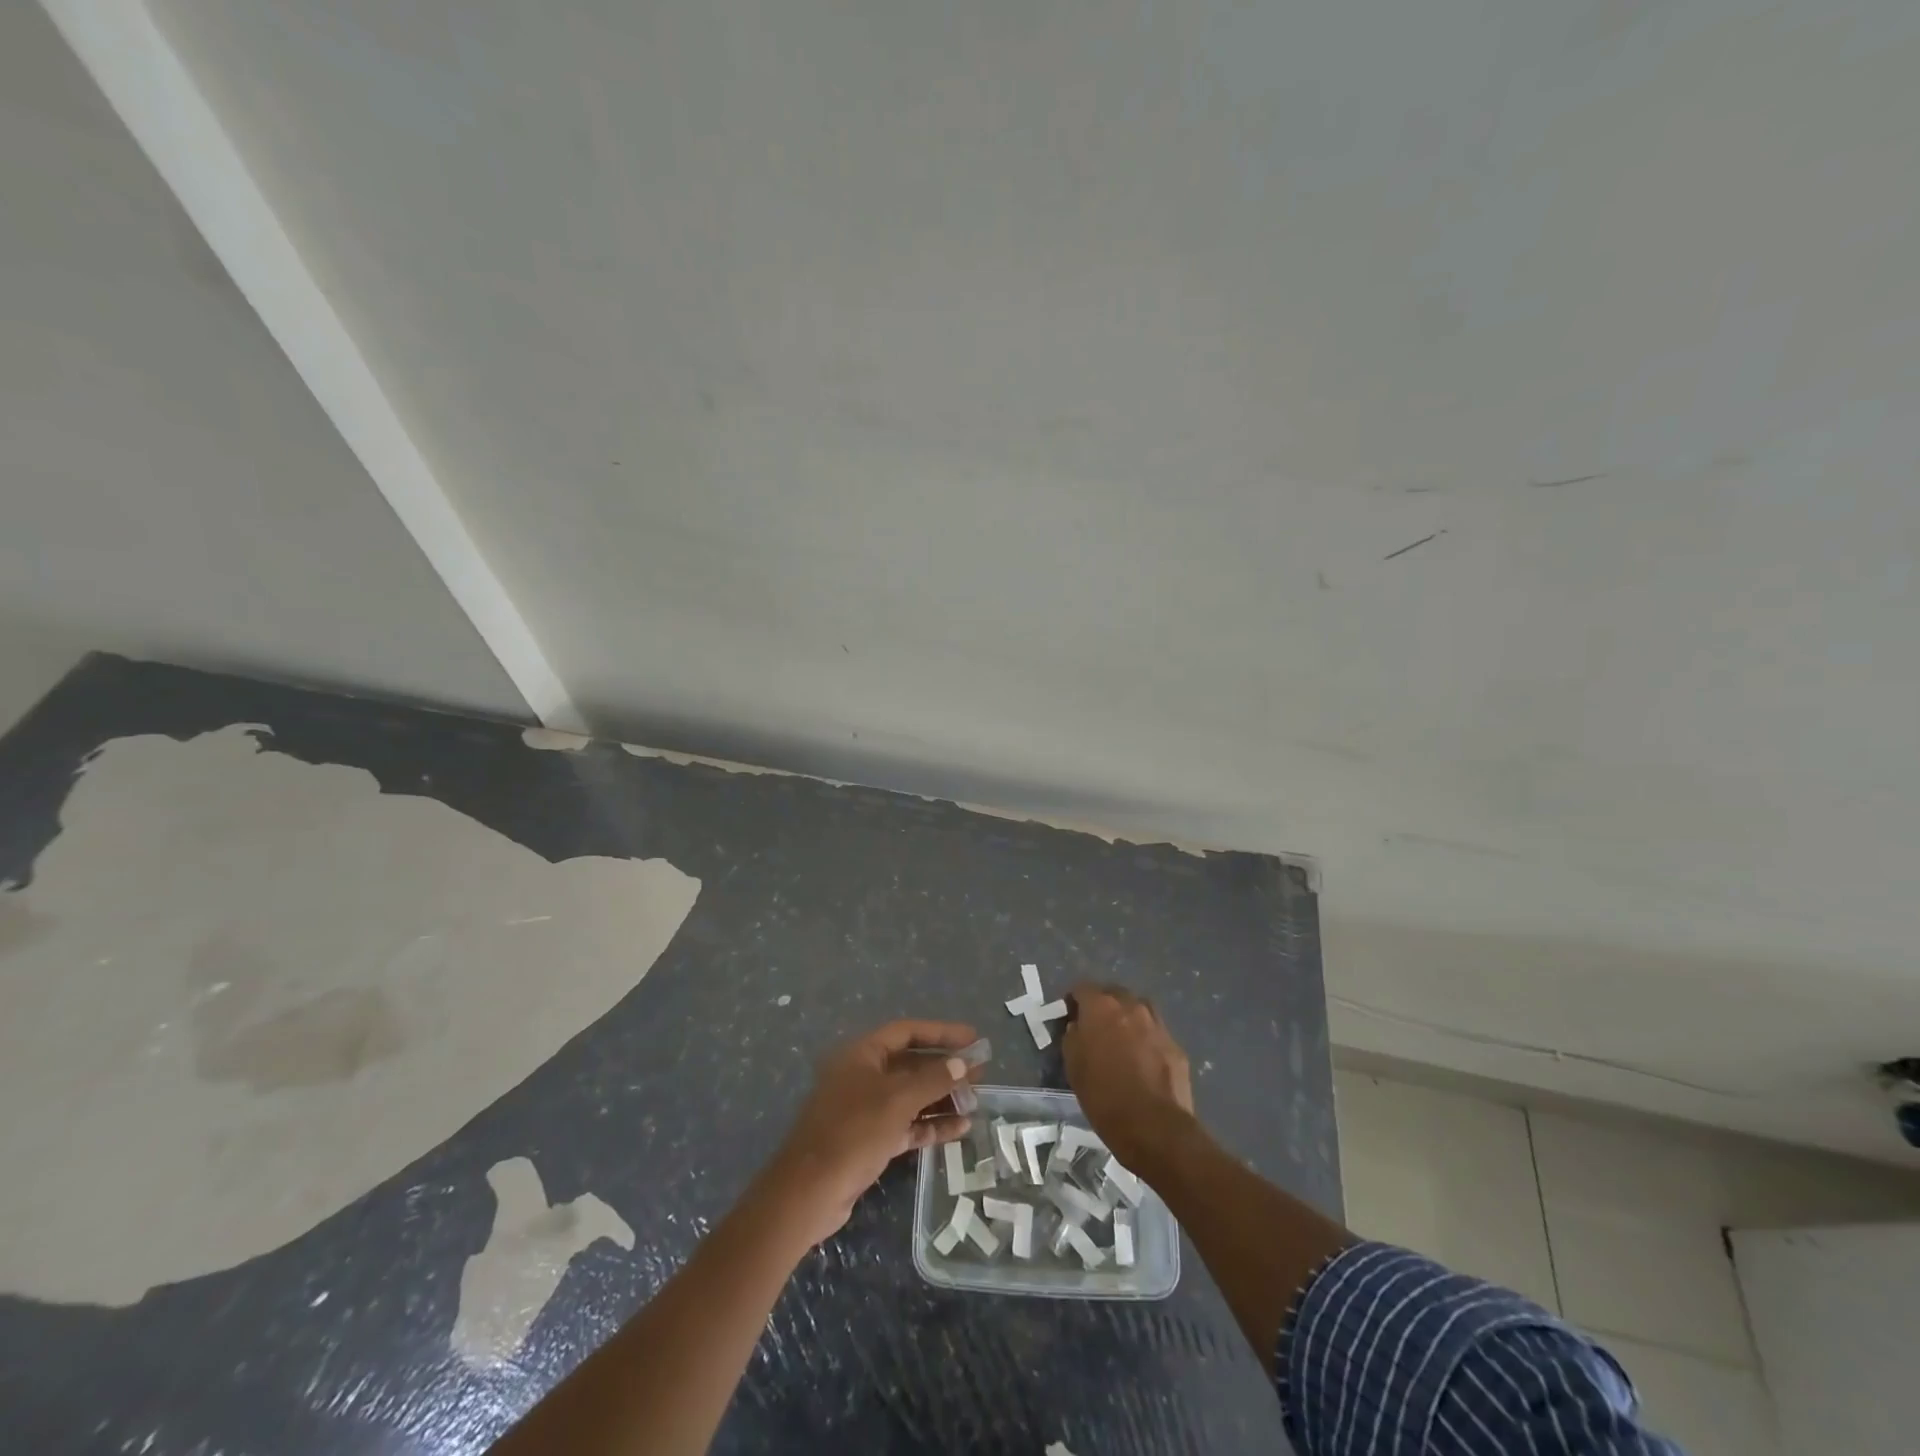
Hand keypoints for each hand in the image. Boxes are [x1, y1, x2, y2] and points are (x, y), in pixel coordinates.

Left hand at [760, 1019, 978, 1247]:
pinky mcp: (870, 1140)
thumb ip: (932, 1079)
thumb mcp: (897, 1100)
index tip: (973, 1037)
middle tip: (981, 1072)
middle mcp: (863, 1075)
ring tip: (976, 1100)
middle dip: (945, 1068)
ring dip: (942, 1098)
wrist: (809, 1193)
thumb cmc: (852, 1132)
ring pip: (911, 1096)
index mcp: (862, 1054)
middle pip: (911, 1064)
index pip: (907, 1032)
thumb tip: (963, 1062)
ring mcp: (865, 1109)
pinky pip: (907, 1124)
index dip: (941, 1033)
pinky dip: (931, 1125)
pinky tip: (960, 1129)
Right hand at [1062, 984, 1194, 1169]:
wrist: (1155, 1128)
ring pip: (1138, 1009)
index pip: (1082, 988)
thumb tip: (1077, 1027)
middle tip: (1095, 1029)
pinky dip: (1146, 1039)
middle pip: (1113, 994)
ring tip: (1121, 1042)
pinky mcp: (1175, 1045)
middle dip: (1103, 1006)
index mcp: (1101, 1007)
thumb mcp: (1074, 1067)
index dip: (1074, 1001)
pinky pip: (1155, 1033)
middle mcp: (1131, 1006)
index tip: (1069, 1017)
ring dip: (1127, 1019)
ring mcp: (1157, 1024)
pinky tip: (1143, 1061)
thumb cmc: (1105, 1097)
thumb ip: (1073, 1037)